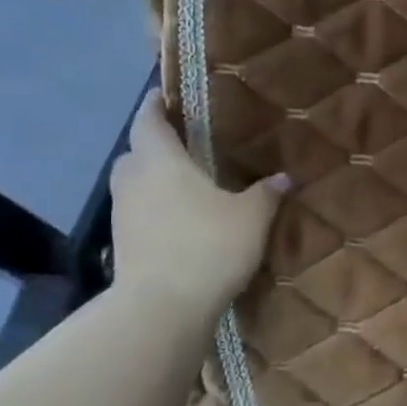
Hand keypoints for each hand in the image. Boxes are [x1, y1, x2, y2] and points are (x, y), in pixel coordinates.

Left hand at [108, 90, 287, 318]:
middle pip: (134, 153)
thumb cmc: (207, 246)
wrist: (161, 309)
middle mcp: (134, 181)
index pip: (148, 121)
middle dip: (153, 145)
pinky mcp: (121, 247)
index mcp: (161, 161)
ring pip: (133, 185)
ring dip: (152, 180)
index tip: (164, 96)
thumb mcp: (251, 217)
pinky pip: (137, 214)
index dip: (155, 105)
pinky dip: (153, 210)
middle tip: (183, 145)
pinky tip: (179, 221)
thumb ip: (267, 194)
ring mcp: (122, 216)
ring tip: (184, 185)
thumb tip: (284, 177)